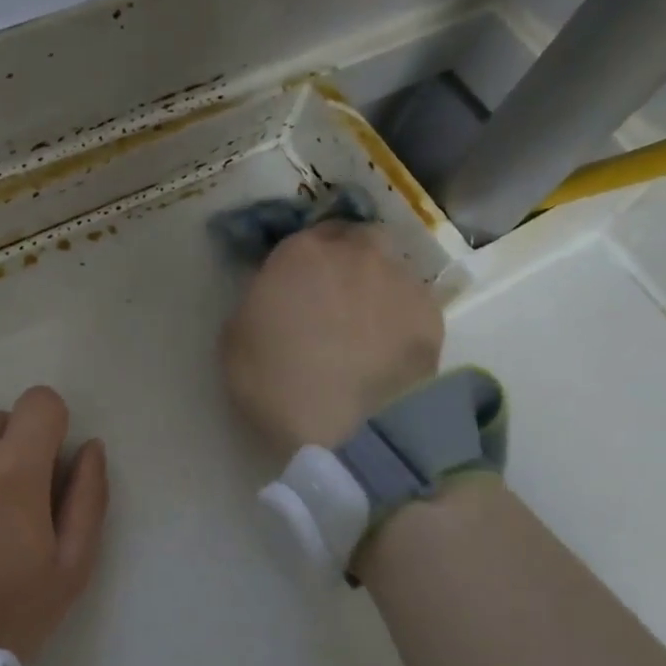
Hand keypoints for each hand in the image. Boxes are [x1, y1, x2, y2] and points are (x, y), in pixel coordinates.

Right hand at [220, 221, 442, 454]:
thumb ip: (254, 306)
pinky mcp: (432, 313)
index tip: (292, 290)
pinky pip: (410, 303)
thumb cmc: (277, 385)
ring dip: (373, 286)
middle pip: (352, 240)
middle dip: (343, 261)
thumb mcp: (233, 344)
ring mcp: (400, 279)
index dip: (297, 265)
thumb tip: (272, 300)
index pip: (300, 239)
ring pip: (386, 268)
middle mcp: (355, 252)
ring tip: (364, 328)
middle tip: (331, 300)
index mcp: (300, 253)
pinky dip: (399, 316)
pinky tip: (388, 347)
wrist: (352, 427)